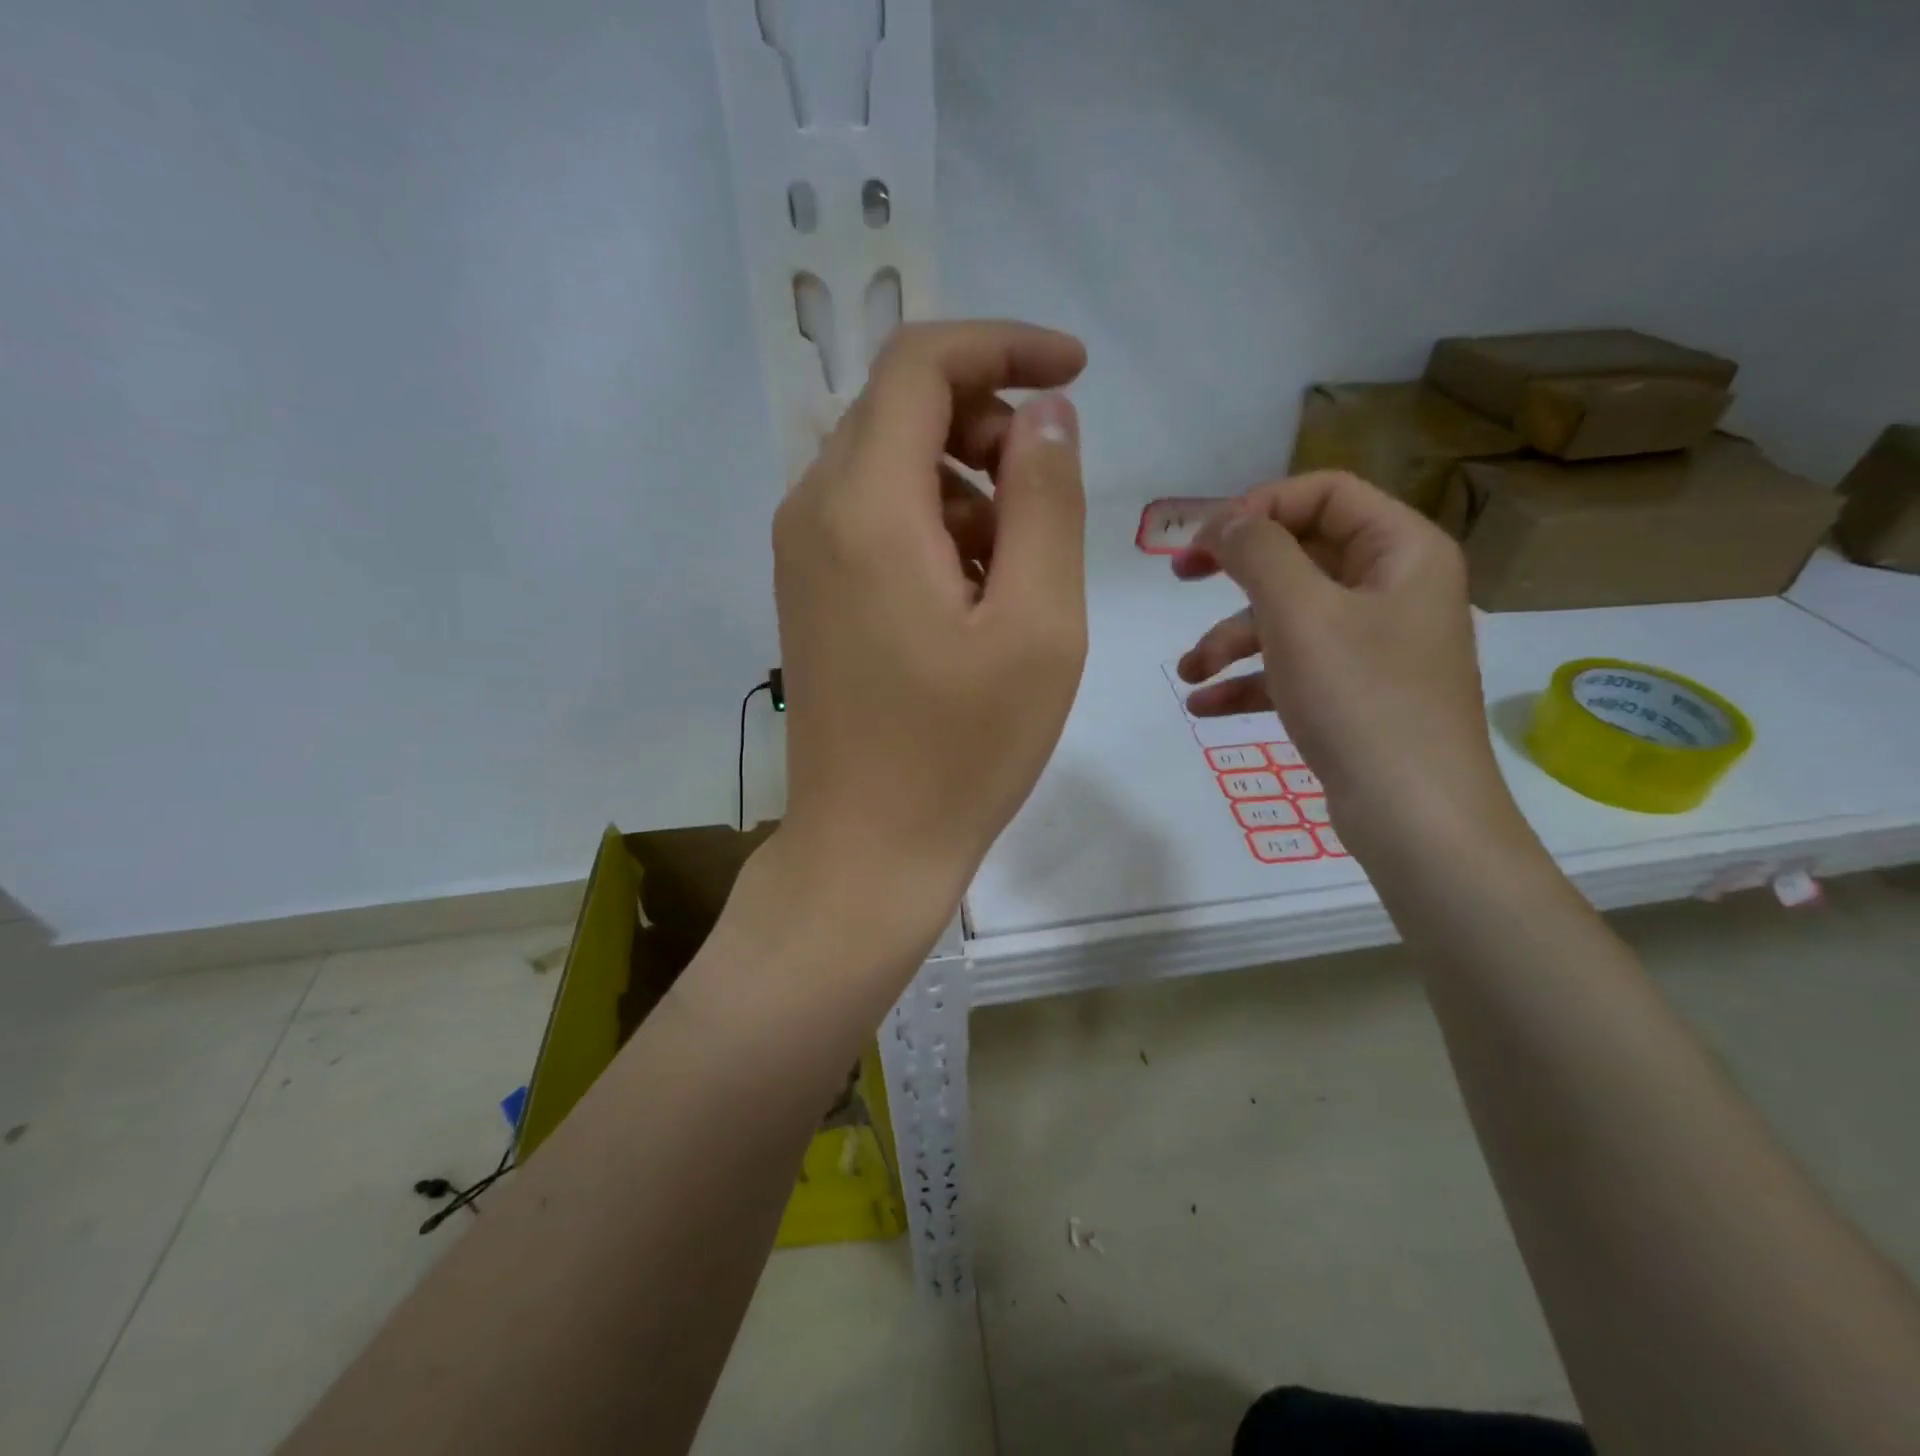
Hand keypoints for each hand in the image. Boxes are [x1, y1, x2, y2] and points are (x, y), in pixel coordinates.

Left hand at [763, 321, 1089, 948]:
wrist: (869, 847)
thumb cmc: (962, 750)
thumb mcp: (1037, 623)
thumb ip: (1044, 499)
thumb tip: (1042, 413)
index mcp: (864, 506)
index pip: (921, 363)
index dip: (1003, 346)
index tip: (1074, 371)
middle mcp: (814, 510)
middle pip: (900, 407)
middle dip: (987, 419)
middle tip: (1048, 487)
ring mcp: (803, 555)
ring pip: (888, 464)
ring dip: (964, 481)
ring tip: (1017, 564)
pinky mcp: (809, 592)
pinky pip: (871, 517)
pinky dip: (932, 524)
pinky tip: (972, 595)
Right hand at [1173, 471, 1515, 859]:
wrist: (1414, 816)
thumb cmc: (1361, 698)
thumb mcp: (1299, 614)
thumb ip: (1256, 552)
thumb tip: (1222, 519)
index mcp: (1401, 551)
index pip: (1326, 494)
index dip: (1259, 507)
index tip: (1204, 540)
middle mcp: (1393, 589)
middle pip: (1302, 554)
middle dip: (1236, 573)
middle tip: (1179, 576)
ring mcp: (1374, 645)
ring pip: (1290, 617)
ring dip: (1231, 639)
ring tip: (1190, 673)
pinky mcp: (1354, 693)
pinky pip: (1293, 668)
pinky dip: (1249, 681)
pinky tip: (1205, 706)